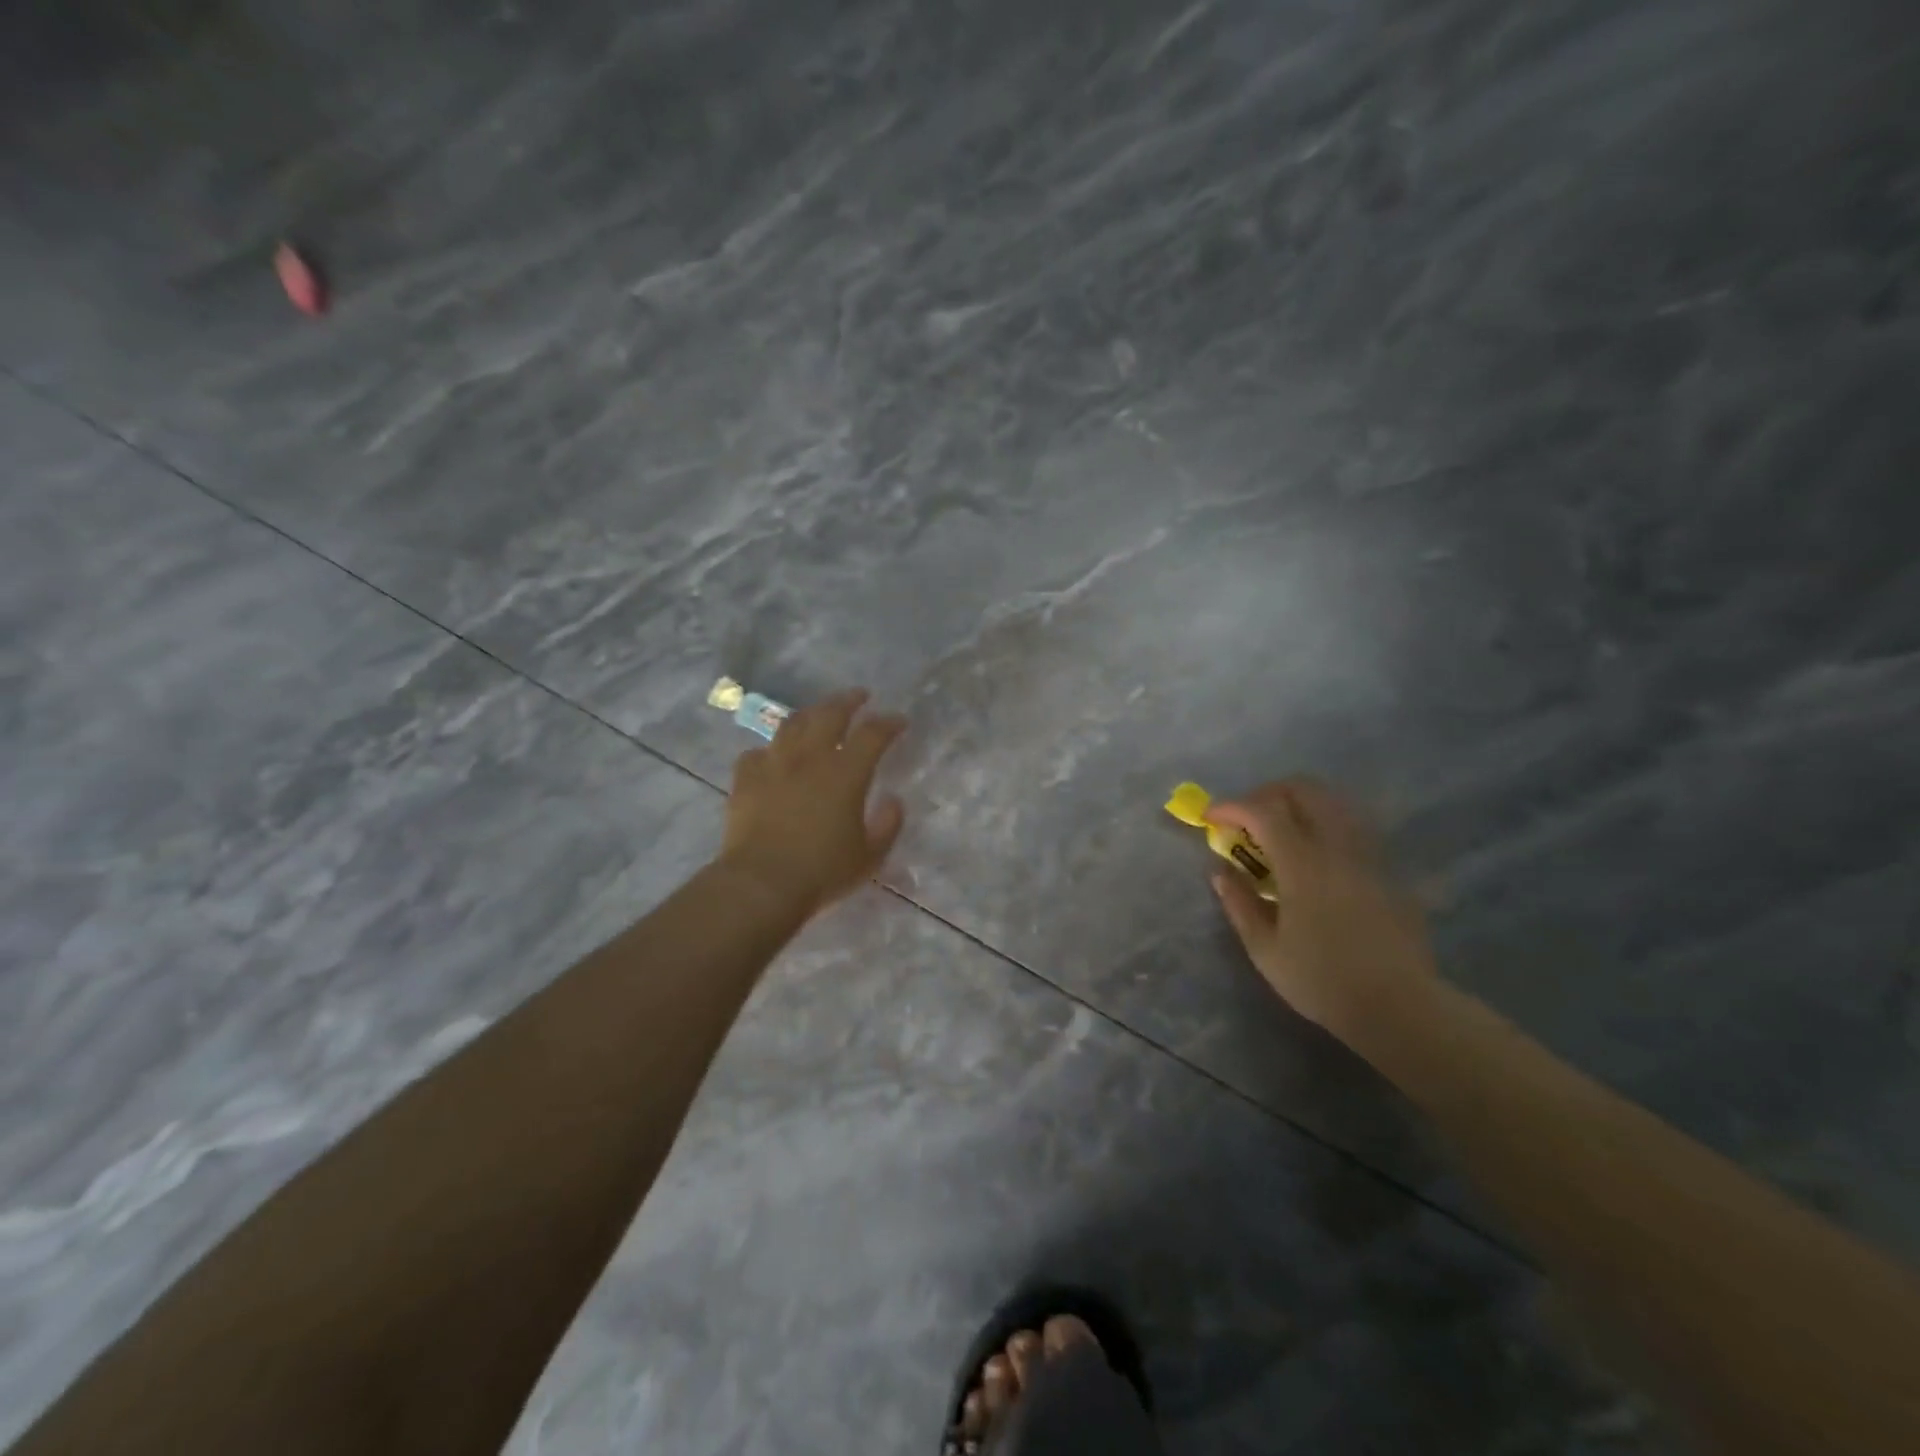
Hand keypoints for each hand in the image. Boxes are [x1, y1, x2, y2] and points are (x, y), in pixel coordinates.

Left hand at [717, 688, 907, 915]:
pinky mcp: (745, 780)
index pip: (872, 734)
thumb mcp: (870, 856)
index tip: (899, 720)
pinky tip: (773, 757)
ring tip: (817, 714)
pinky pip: (756, 753)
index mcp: (845, 773)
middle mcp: (810, 758)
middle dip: (848, 701)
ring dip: (809, 714)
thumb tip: (893, 801)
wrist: (761, 884)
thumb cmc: (822, 872)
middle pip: (829, 714)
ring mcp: (773, 765)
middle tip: (859, 696)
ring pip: (791, 724)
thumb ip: (888, 824)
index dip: (888, 723)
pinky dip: (769, 750)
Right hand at [1206, 778, 1437, 1049]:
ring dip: (1299, 805)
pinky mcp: (1387, 870)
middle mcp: (1337, 847)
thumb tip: (1220, 872)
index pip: (1263, 812)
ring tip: (1278, 832)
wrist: (1401, 1007)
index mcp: (1303, 864)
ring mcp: (1368, 855)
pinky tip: (1313, 856)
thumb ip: (1239, 903)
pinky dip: (1323, 824)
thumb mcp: (1265, 949)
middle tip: (1246, 818)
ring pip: (1334, 803)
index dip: (1232, 806)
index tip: (1210, 817)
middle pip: (1304, 790)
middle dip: (1268, 794)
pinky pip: (1351, 827)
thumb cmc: (1323, 981)